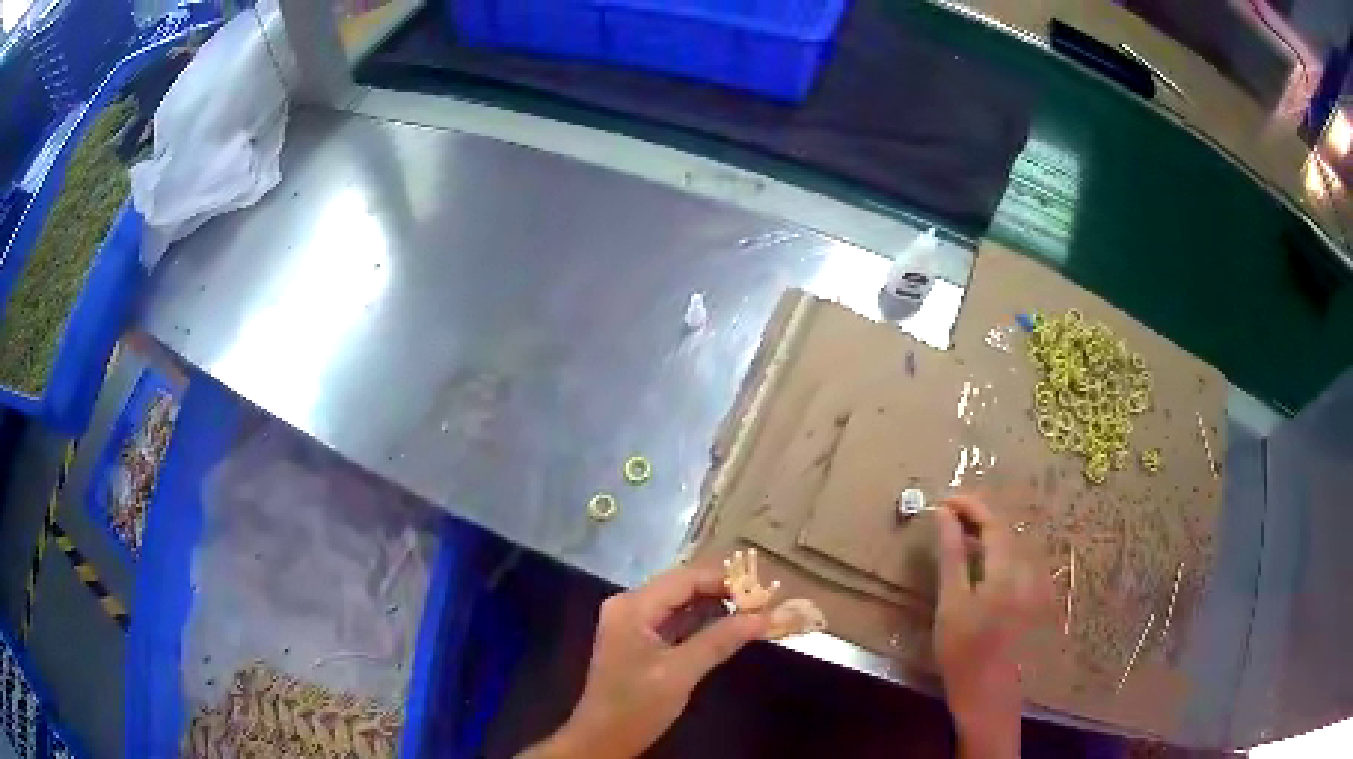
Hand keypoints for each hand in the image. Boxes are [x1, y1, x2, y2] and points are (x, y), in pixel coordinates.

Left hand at [524, 567, 767, 758]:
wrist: (602, 740)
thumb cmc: (636, 705)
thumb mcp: (681, 672)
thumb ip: (721, 640)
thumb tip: (765, 616)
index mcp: (633, 606)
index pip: (685, 578)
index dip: (725, 580)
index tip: (764, 590)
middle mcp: (630, 606)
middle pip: (682, 587)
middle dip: (723, 593)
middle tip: (764, 603)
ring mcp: (633, 624)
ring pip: (681, 604)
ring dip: (715, 608)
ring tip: (754, 613)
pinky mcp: (640, 642)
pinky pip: (676, 622)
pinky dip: (702, 624)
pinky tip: (729, 630)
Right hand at [933, 495, 1043, 758]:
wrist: (987, 694)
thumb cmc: (963, 651)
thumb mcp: (951, 602)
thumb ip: (951, 554)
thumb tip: (943, 514)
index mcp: (1008, 568)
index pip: (993, 521)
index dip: (970, 505)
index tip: (943, 501)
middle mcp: (1026, 569)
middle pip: (1005, 529)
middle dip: (976, 516)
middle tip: (945, 517)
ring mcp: (1031, 584)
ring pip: (1010, 545)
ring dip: (985, 533)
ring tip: (957, 536)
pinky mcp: (1029, 598)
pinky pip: (1013, 562)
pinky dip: (993, 553)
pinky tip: (977, 565)